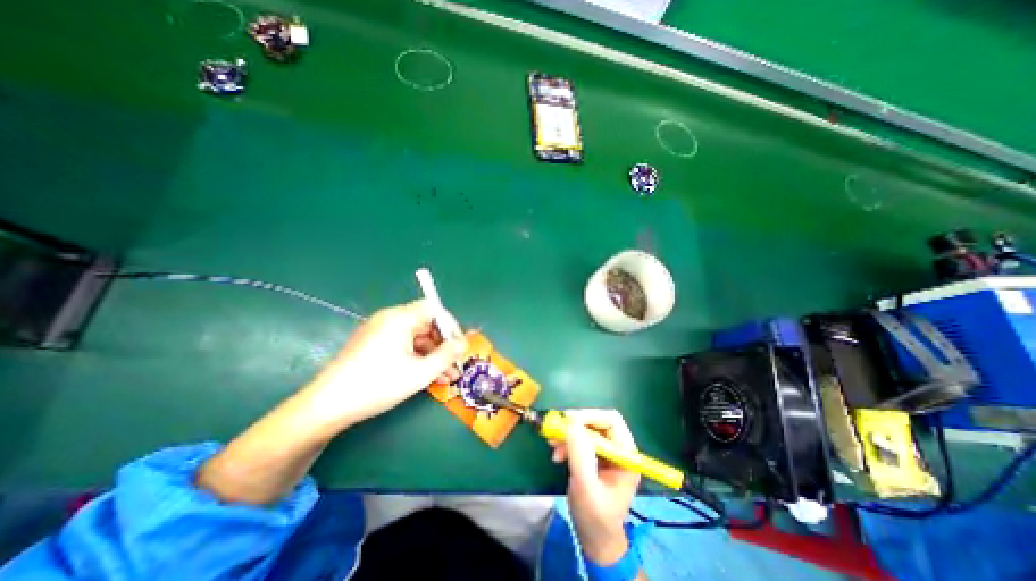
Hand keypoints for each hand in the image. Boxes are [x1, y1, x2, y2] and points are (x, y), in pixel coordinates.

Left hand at [304, 301, 466, 428]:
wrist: (327, 407)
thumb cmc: (378, 385)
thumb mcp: (420, 372)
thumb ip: (447, 355)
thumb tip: (463, 343)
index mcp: (400, 318)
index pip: (434, 309)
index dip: (451, 325)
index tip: (460, 346)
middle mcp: (389, 319)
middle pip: (425, 323)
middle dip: (443, 344)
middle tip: (455, 364)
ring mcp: (379, 332)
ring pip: (415, 337)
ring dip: (433, 354)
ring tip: (447, 377)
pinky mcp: (372, 345)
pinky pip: (402, 346)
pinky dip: (417, 358)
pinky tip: (427, 376)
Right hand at [551, 408, 640, 562]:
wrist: (595, 538)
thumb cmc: (596, 517)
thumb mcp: (586, 488)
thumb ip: (580, 455)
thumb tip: (571, 424)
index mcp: (626, 454)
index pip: (611, 420)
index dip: (589, 416)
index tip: (567, 420)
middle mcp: (618, 448)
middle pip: (597, 421)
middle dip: (575, 425)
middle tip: (556, 430)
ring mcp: (606, 451)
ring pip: (586, 428)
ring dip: (568, 434)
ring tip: (553, 445)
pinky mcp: (594, 455)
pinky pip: (579, 438)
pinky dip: (566, 441)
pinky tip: (557, 454)